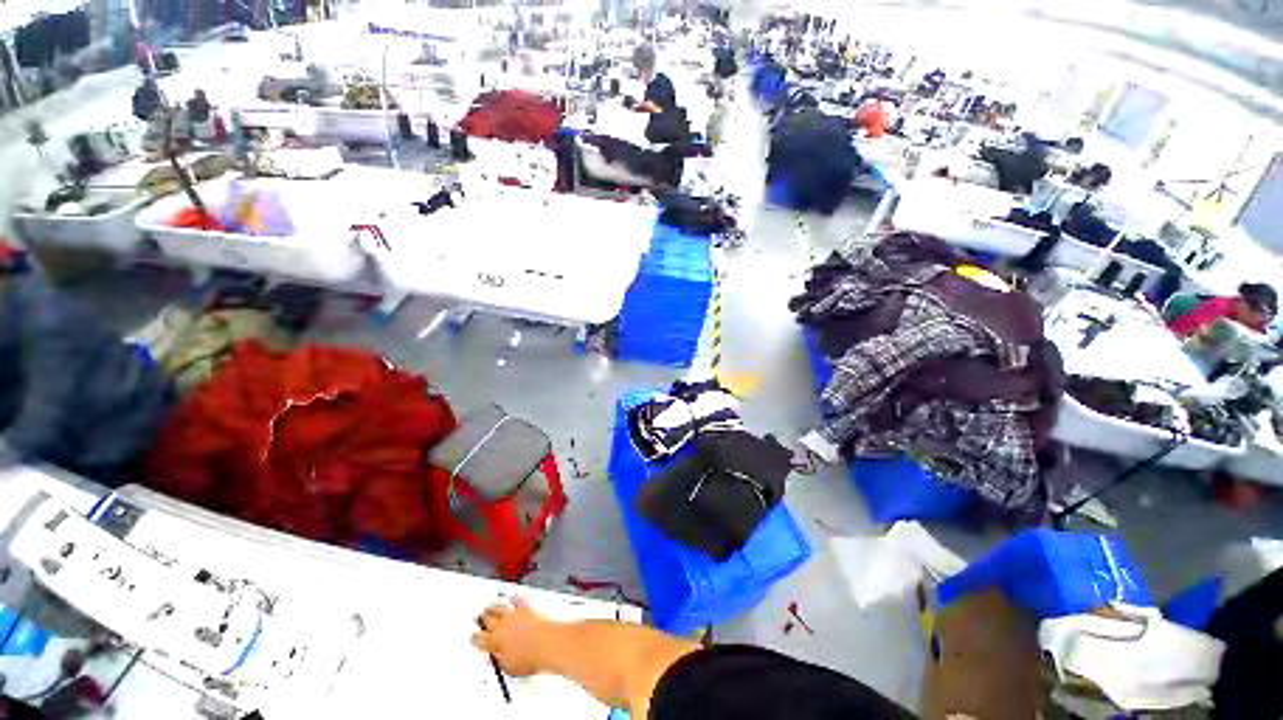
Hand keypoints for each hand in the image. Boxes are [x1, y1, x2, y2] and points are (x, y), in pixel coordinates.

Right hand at [472, 598, 551, 677]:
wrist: (546, 644)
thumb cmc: (528, 657)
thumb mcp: (507, 667)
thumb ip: (498, 660)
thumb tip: (497, 659)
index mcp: (493, 641)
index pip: (479, 639)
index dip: (474, 638)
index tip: (473, 637)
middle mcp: (502, 625)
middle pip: (488, 620)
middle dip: (481, 619)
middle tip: (477, 617)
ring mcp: (514, 616)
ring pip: (500, 608)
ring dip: (493, 607)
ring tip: (489, 606)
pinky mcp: (527, 610)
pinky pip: (519, 602)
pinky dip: (515, 600)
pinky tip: (514, 597)